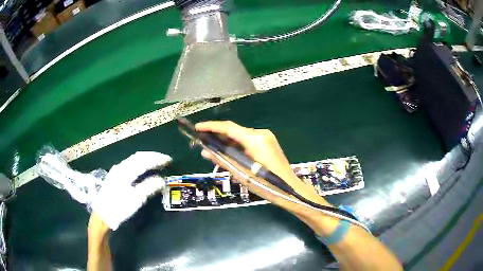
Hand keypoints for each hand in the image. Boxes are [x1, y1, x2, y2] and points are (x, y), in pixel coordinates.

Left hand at [90, 152, 171, 229]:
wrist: (102, 215)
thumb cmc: (119, 208)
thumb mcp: (136, 200)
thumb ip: (149, 187)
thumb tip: (162, 180)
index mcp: (125, 171)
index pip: (144, 160)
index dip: (157, 159)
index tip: (169, 160)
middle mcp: (120, 167)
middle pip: (138, 156)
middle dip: (153, 156)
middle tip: (165, 159)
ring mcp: (116, 171)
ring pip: (133, 159)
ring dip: (146, 159)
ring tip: (156, 162)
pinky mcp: (114, 176)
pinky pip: (130, 164)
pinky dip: (139, 163)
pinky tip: (142, 168)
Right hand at [195, 121, 332, 219]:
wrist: (291, 190)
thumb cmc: (267, 185)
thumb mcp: (241, 174)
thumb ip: (222, 160)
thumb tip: (205, 151)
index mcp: (255, 139)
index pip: (228, 127)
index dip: (211, 126)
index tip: (197, 128)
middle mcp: (261, 134)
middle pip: (235, 131)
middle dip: (218, 136)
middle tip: (202, 142)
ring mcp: (267, 138)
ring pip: (241, 137)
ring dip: (227, 143)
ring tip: (213, 150)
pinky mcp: (269, 143)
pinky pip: (248, 142)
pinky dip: (237, 147)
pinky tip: (229, 155)